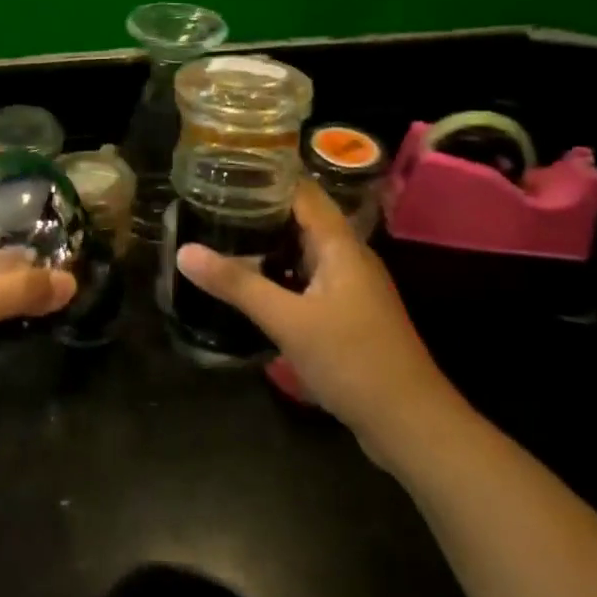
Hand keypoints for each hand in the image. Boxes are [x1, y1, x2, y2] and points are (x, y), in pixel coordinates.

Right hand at [176, 183, 456, 446]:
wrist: (410, 423)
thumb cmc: (352, 360)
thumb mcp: (288, 321)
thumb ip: (237, 284)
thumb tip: (185, 251)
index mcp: (340, 244)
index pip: (301, 191)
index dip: (265, 178)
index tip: (222, 174)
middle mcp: (348, 257)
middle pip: (301, 220)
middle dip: (258, 213)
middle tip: (210, 208)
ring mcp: (350, 287)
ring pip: (303, 252)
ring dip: (267, 247)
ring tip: (221, 241)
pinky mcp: (347, 315)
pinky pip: (308, 281)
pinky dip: (279, 276)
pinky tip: (250, 287)